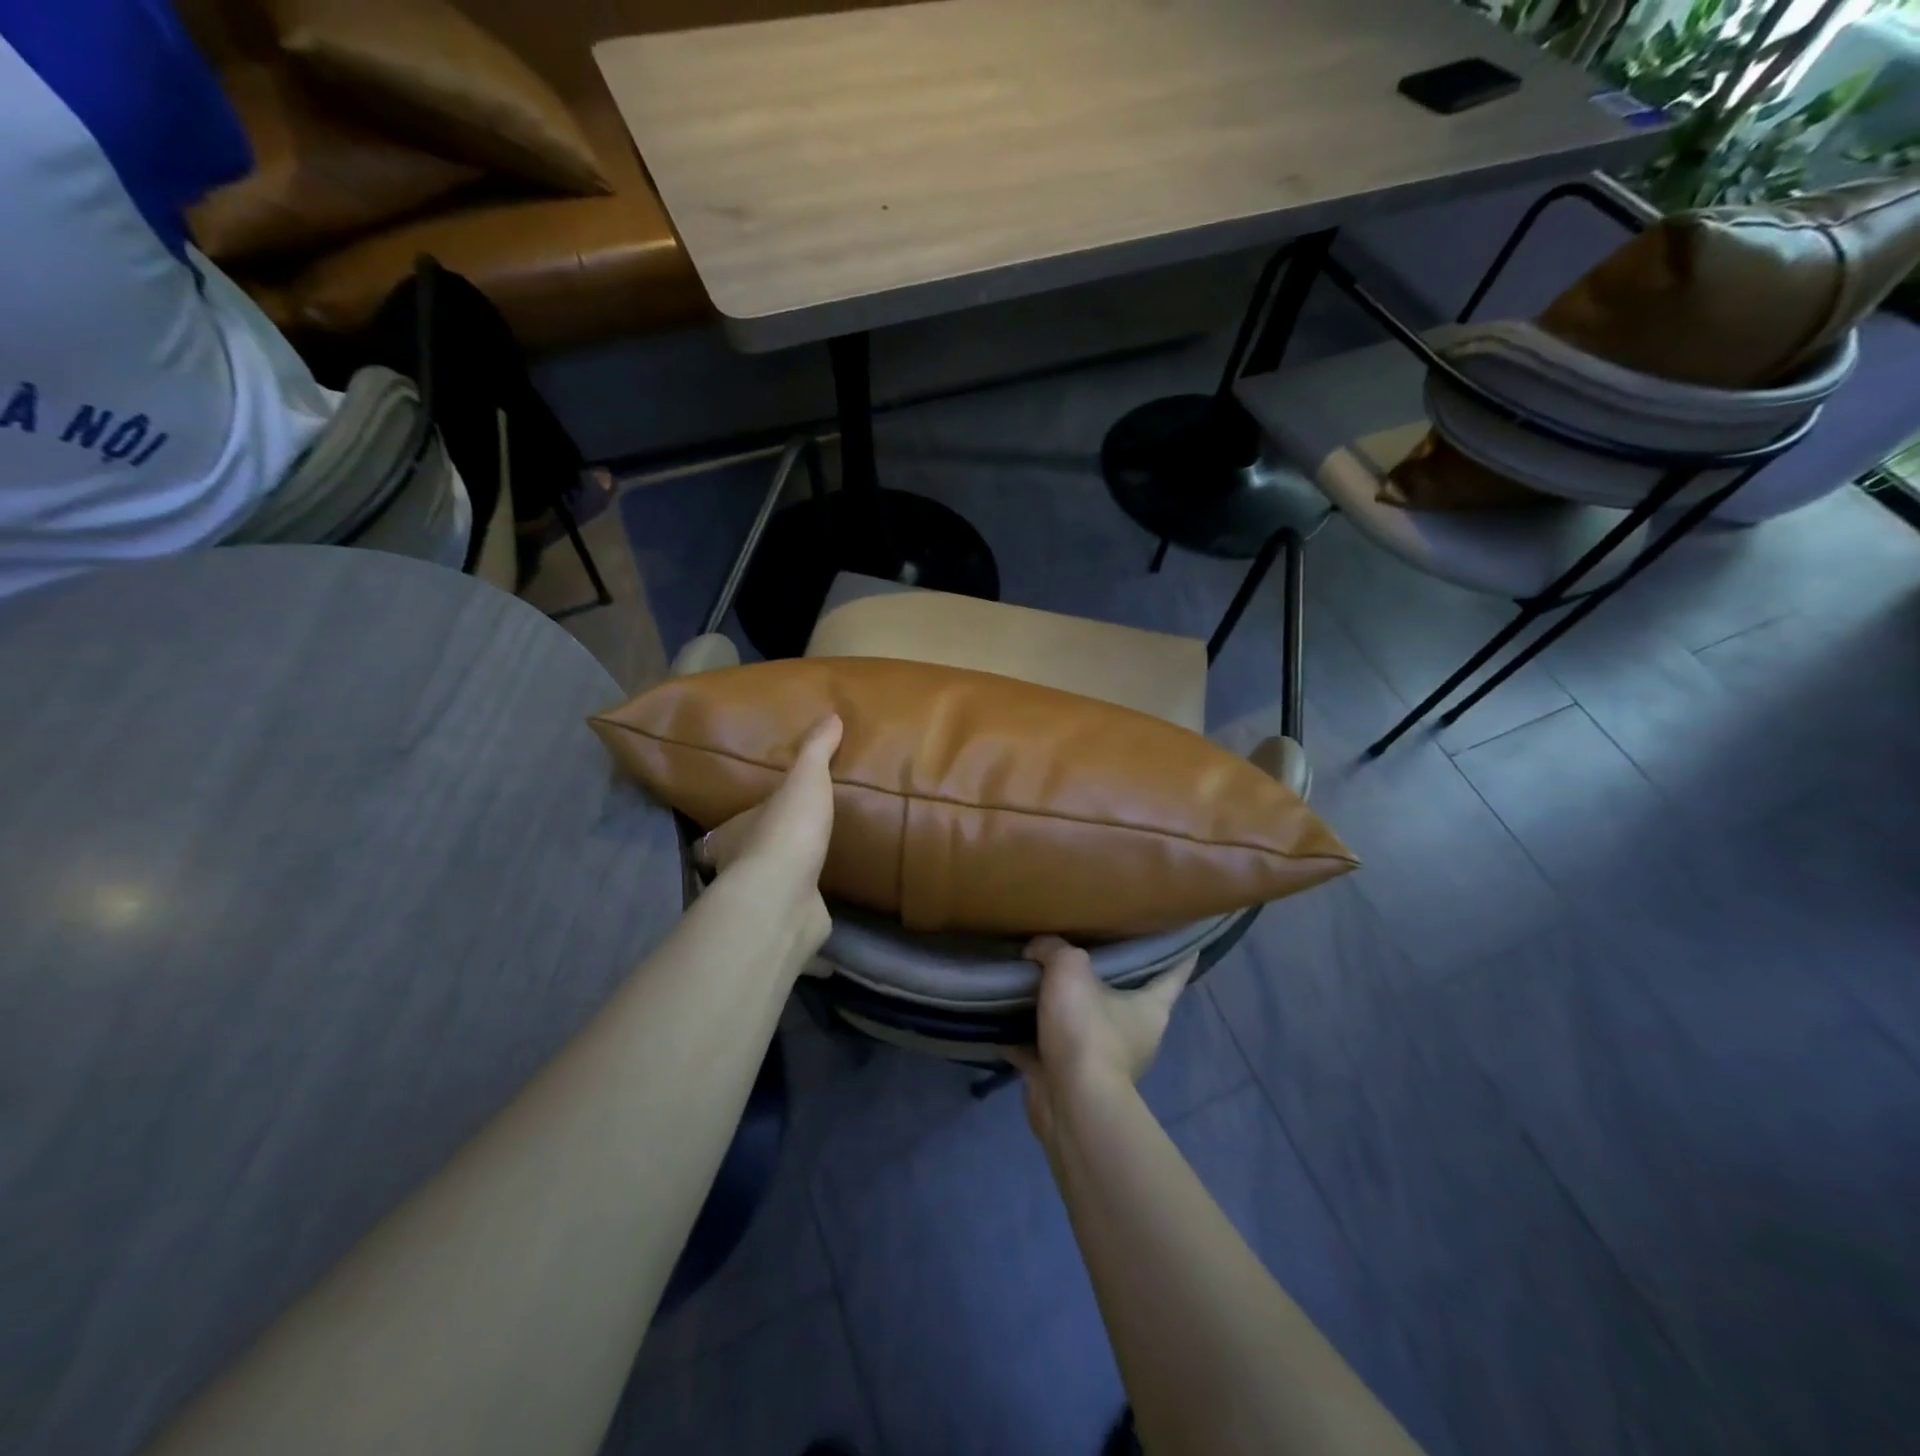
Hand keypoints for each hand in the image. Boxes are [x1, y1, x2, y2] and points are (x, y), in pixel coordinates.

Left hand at [697, 714, 841, 962]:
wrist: (785, 898)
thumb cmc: (786, 832)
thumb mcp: (804, 780)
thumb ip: (816, 751)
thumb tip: (832, 714)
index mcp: (736, 833)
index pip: (731, 826)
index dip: (743, 822)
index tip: (758, 819)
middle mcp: (739, 869)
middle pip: (748, 857)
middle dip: (765, 850)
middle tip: (793, 840)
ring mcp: (763, 900)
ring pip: (771, 886)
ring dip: (786, 879)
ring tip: (814, 867)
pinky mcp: (786, 924)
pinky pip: (797, 913)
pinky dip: (806, 909)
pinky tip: (824, 903)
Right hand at [1009, 936, 1195, 1142]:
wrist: (1070, 1103)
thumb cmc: (1087, 1031)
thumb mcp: (1069, 969)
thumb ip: (1053, 948)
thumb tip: (1036, 949)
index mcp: (1150, 1008)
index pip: (1174, 973)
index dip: (1177, 952)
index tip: (1173, 932)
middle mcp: (1133, 1034)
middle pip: (1123, 995)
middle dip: (1105, 974)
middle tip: (1083, 943)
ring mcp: (1102, 1060)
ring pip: (1082, 1022)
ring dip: (1062, 1007)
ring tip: (1036, 975)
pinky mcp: (1069, 1078)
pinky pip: (1045, 1049)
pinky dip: (1027, 1037)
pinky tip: (1004, 1016)